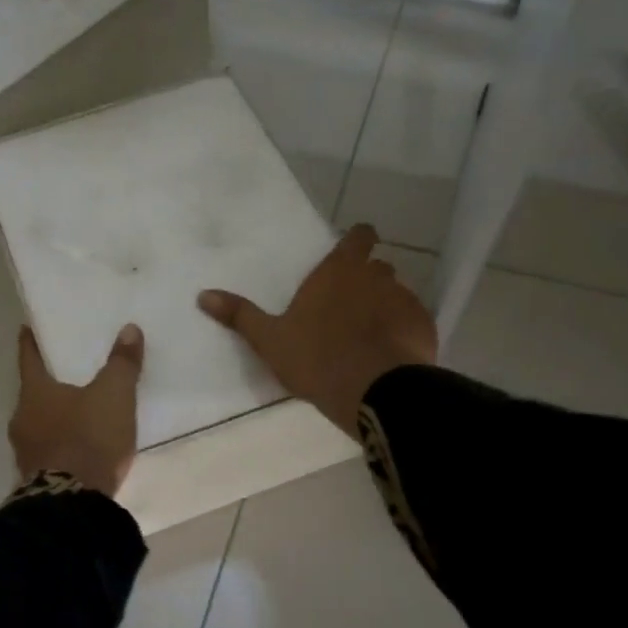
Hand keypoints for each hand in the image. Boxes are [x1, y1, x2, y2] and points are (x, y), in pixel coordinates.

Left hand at [9, 323, 144, 496]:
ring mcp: (25, 452)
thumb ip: (122, 364)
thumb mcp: (114, 396)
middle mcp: (22, 418)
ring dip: (54, 417)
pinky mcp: (36, 478)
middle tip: (66, 372)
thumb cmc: (89, 439)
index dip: (31, 342)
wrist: (73, 505)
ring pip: (39, 423)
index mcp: (34, 393)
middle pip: (34, 393)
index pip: (29, 358)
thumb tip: (129, 329)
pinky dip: (61, 443)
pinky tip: (78, 446)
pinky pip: (48, 450)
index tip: (28, 329)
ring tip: (77, 411)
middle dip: (48, 383)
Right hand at [198, 224, 436, 435]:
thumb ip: (240, 315)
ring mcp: (405, 301)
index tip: (353, 250)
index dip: (358, 240)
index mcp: (339, 272)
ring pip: (396, 295)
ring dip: (385, 308)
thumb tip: (203, 295)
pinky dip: (402, 332)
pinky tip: (389, 355)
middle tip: (350, 307)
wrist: (372, 390)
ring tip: (369, 337)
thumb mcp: (270, 339)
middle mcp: (376, 277)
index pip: (359, 236)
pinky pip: (413, 322)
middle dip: (367, 280)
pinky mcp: (424, 327)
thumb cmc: (316, 358)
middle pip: (378, 267)